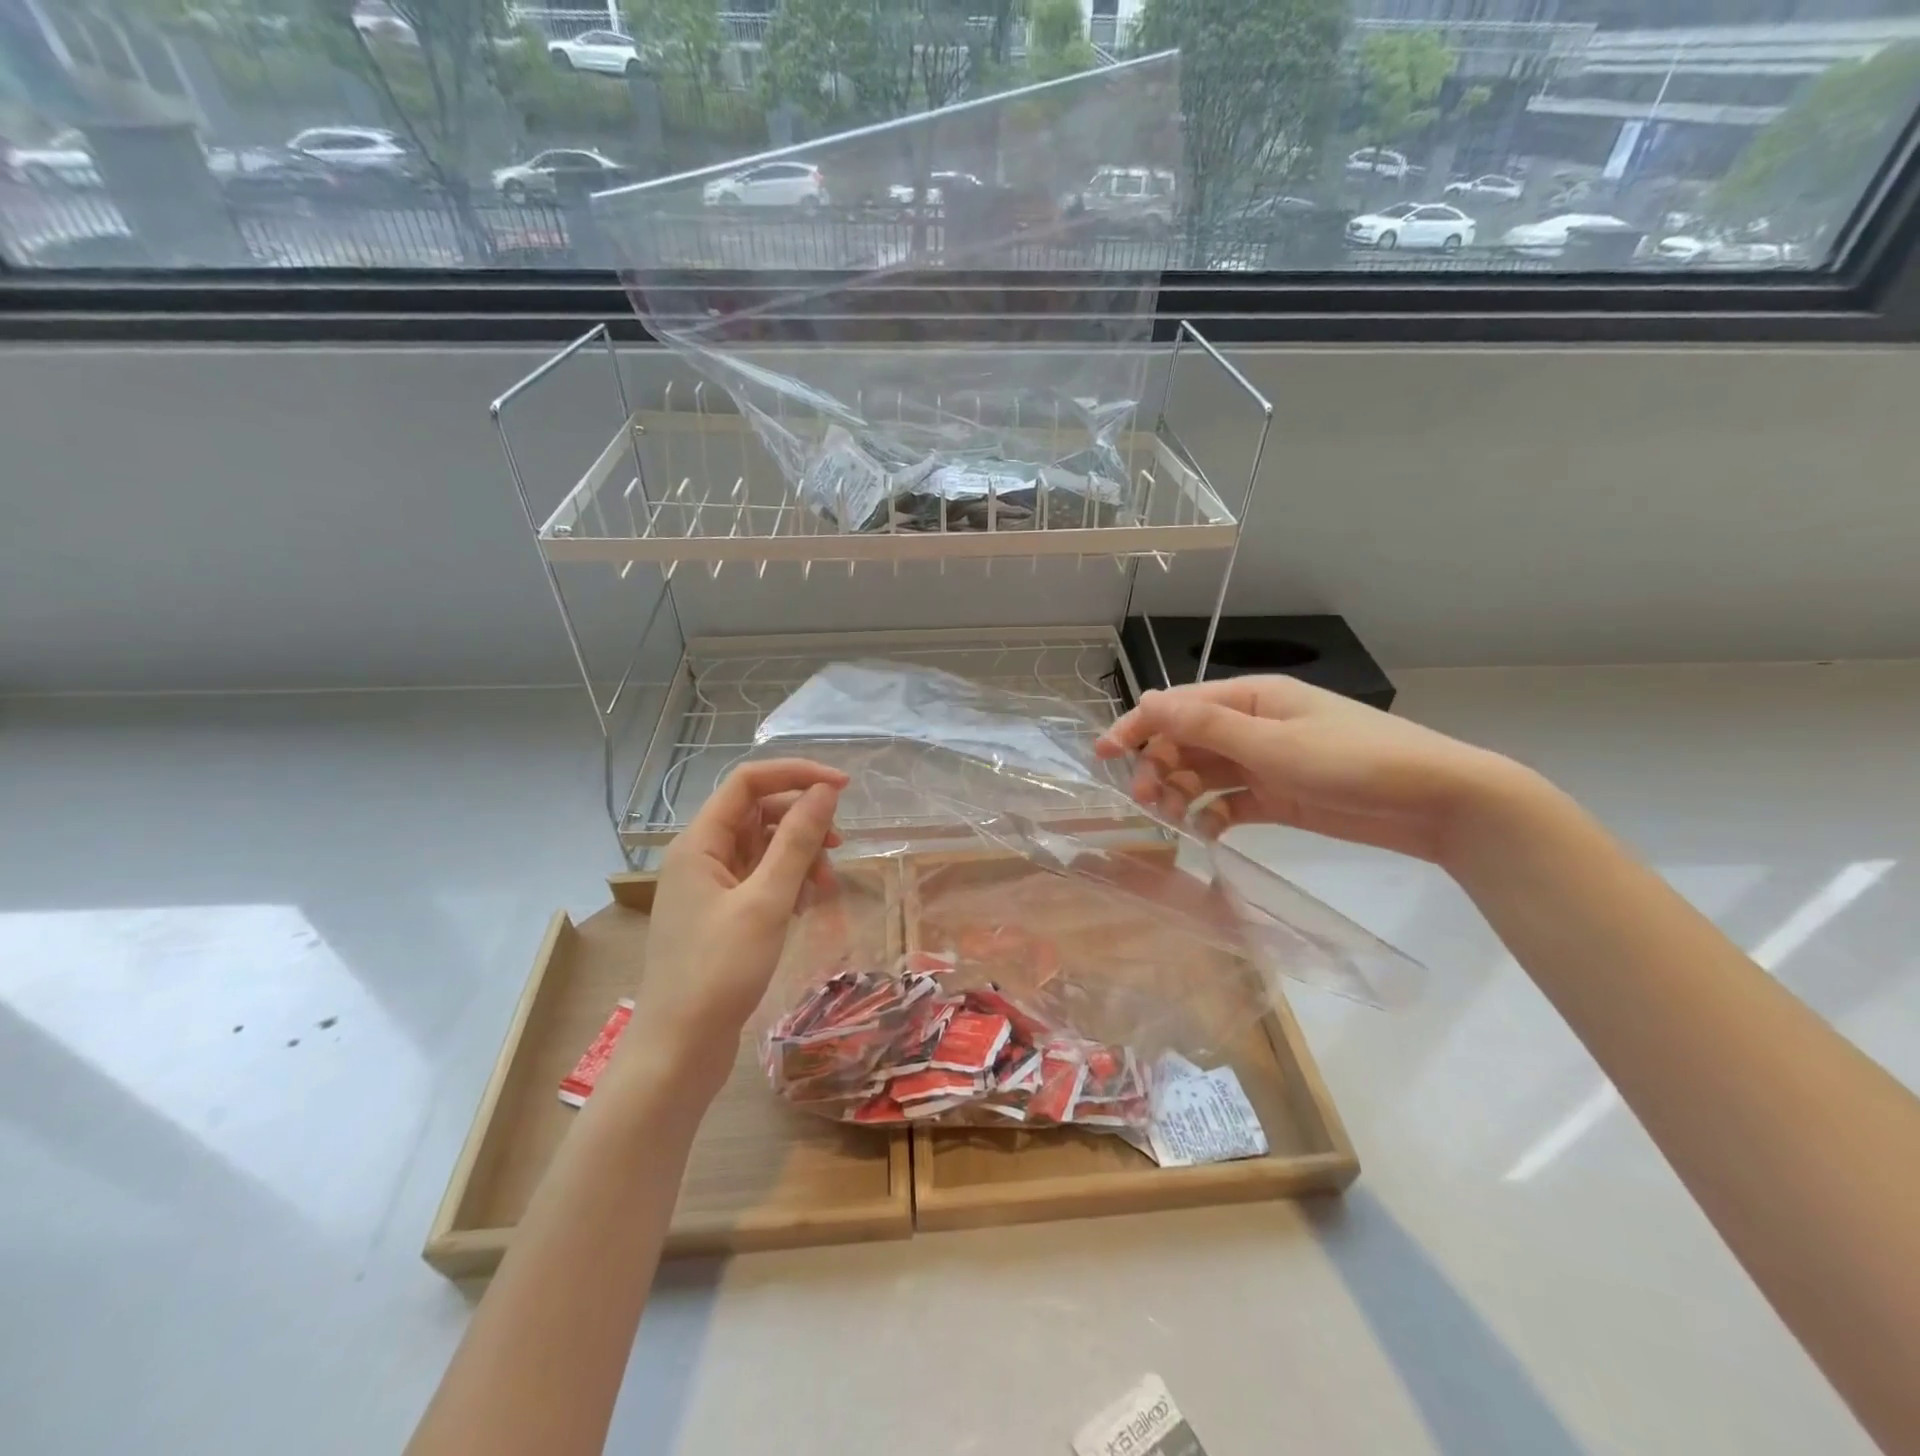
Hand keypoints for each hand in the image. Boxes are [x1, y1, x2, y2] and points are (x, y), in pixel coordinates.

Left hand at [621, 759, 847, 1094]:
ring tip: (825, 889)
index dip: (797, 775)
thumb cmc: (719, 971)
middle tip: (839, 848)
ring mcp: (710, 886)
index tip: (843, 788)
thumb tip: (824, 791)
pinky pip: (761, 878)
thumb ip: (797, 840)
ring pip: (764, 847)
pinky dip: (788, 883)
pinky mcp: (721, 914)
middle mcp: (701, 855)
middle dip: (803, 823)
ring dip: (800, 856)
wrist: (679, 1050)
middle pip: (759, 813)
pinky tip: (806, 906)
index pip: (749, 782)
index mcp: (699, 842)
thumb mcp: (766, 900)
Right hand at [1094, 677, 1519, 863]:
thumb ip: (1207, 726)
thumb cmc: (1354, 762)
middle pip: (1185, 742)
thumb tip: (1146, 699)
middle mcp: (1252, 725)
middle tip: (1145, 801)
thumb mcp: (1274, 742)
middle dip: (1158, 767)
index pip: (1177, 707)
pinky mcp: (1278, 797)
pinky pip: (1228, 802)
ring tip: (1171, 821)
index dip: (1136, 727)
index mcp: (1251, 698)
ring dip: (1180, 793)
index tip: (1102, 755)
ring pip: (1203, 774)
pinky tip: (1206, 833)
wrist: (1438, 802)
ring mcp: (1265, 762)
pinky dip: (1211, 815)